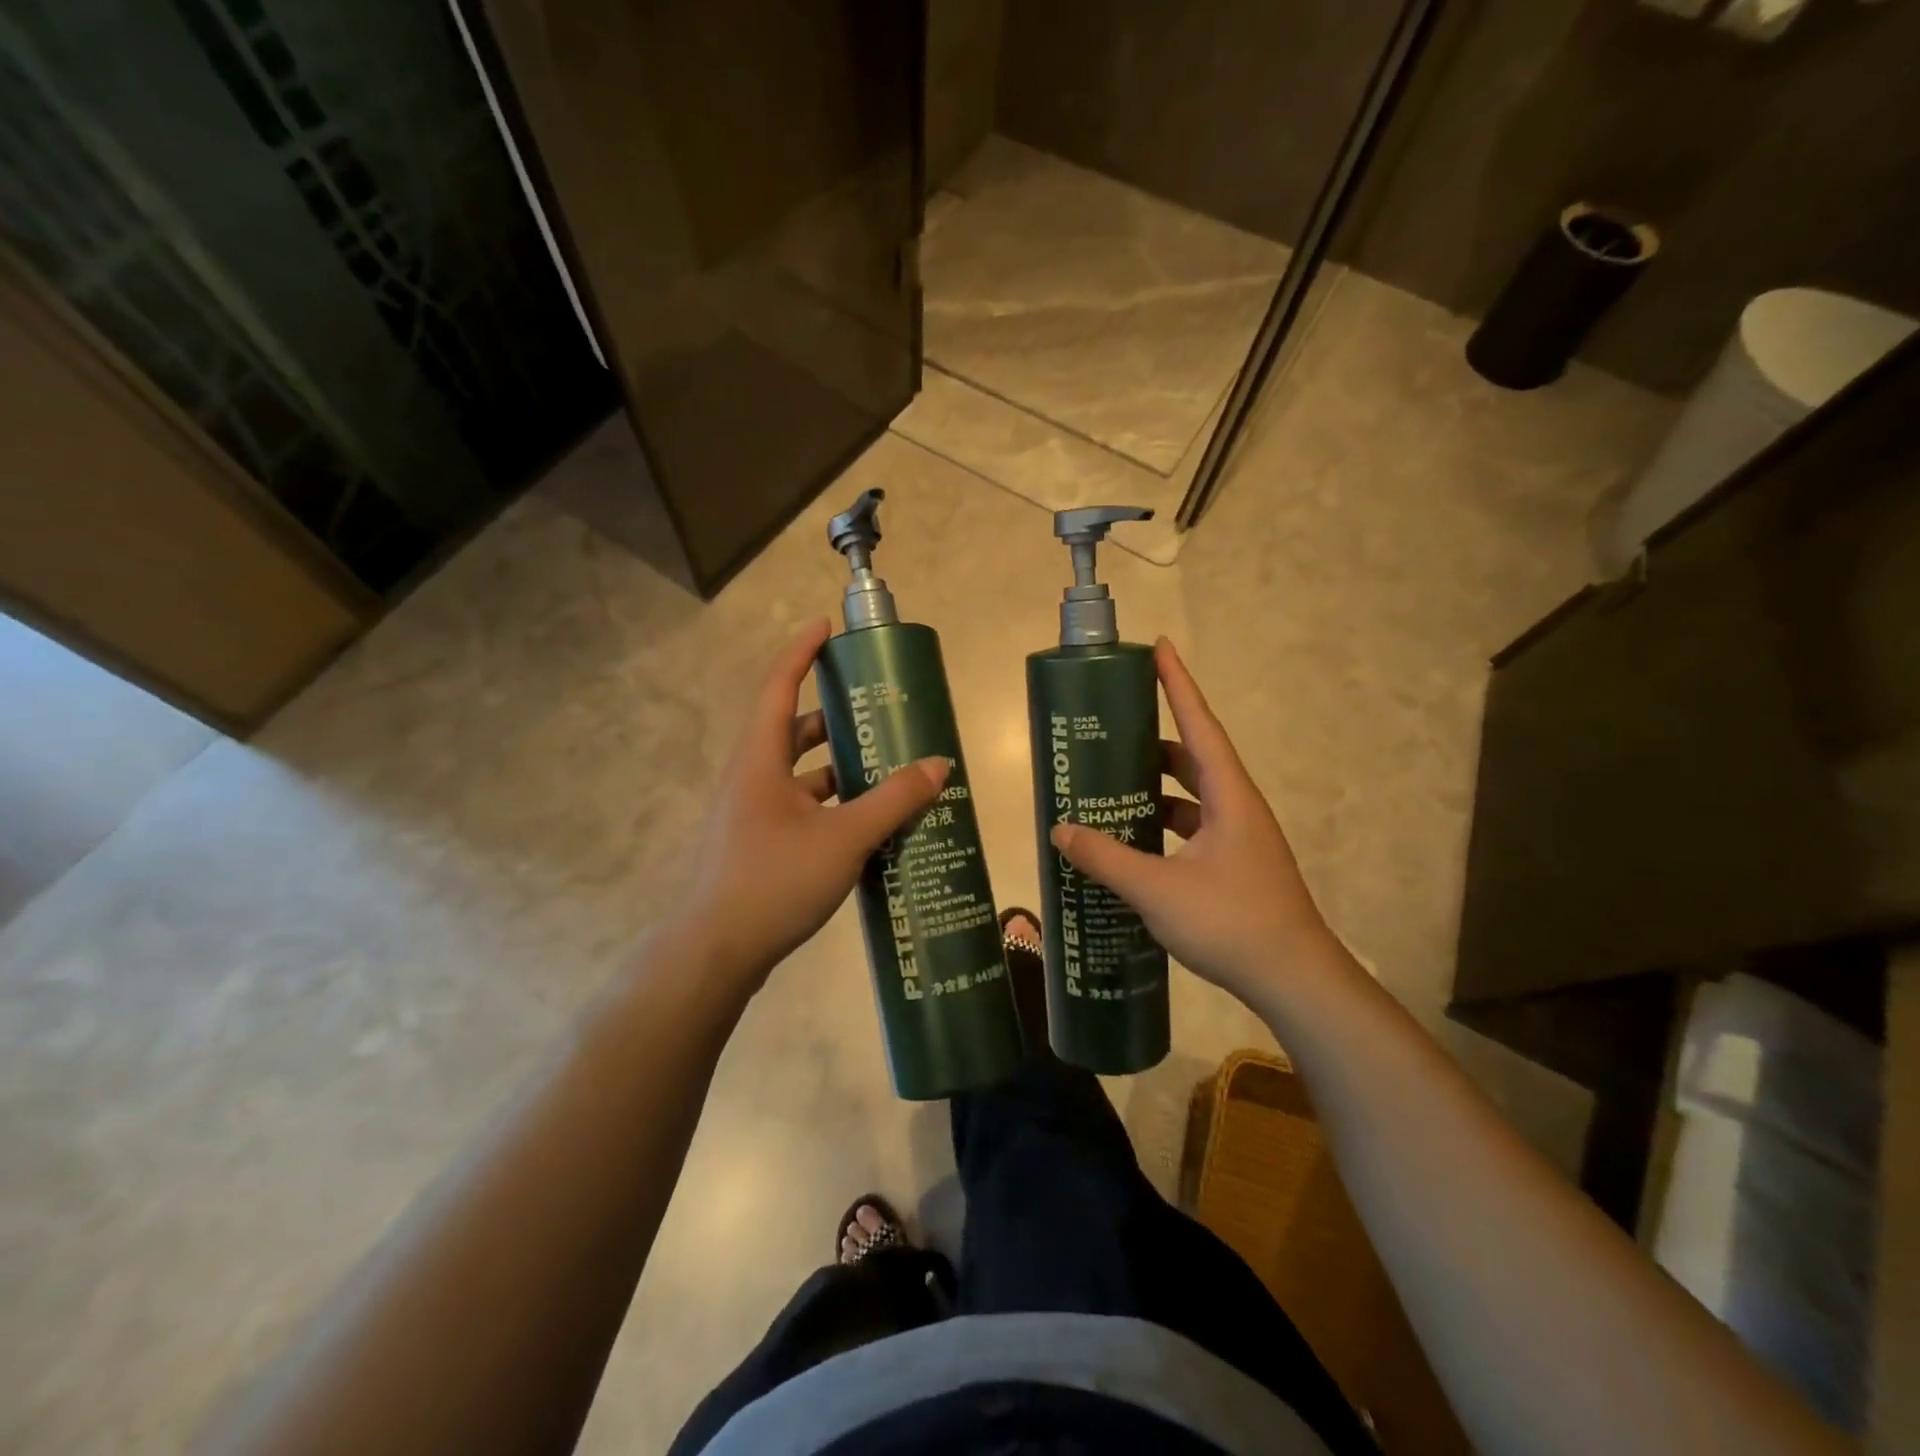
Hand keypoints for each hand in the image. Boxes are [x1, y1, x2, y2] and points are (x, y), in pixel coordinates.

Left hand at [678, 619, 947, 989]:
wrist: (715, 954)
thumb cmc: (774, 881)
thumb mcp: (844, 837)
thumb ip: (894, 800)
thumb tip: (938, 765)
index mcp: (760, 759)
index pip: (779, 686)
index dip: (802, 652)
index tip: (828, 627)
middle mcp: (752, 778)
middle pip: (795, 730)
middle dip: (836, 717)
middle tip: (880, 711)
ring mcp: (753, 814)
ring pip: (802, 775)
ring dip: (841, 768)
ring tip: (890, 768)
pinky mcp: (759, 845)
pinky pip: (803, 809)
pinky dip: (835, 806)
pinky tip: (870, 822)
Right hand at [1050, 639, 1346, 1006]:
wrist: (1293, 979)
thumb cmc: (1230, 922)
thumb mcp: (1157, 889)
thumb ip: (1105, 858)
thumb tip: (1060, 830)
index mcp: (1229, 795)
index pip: (1199, 724)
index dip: (1178, 683)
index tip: (1159, 646)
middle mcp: (1238, 806)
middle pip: (1194, 756)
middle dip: (1155, 738)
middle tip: (1114, 729)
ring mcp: (1240, 837)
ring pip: (1194, 795)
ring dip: (1157, 786)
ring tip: (1113, 783)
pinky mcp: (1235, 863)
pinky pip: (1194, 827)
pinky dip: (1164, 823)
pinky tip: (1135, 839)